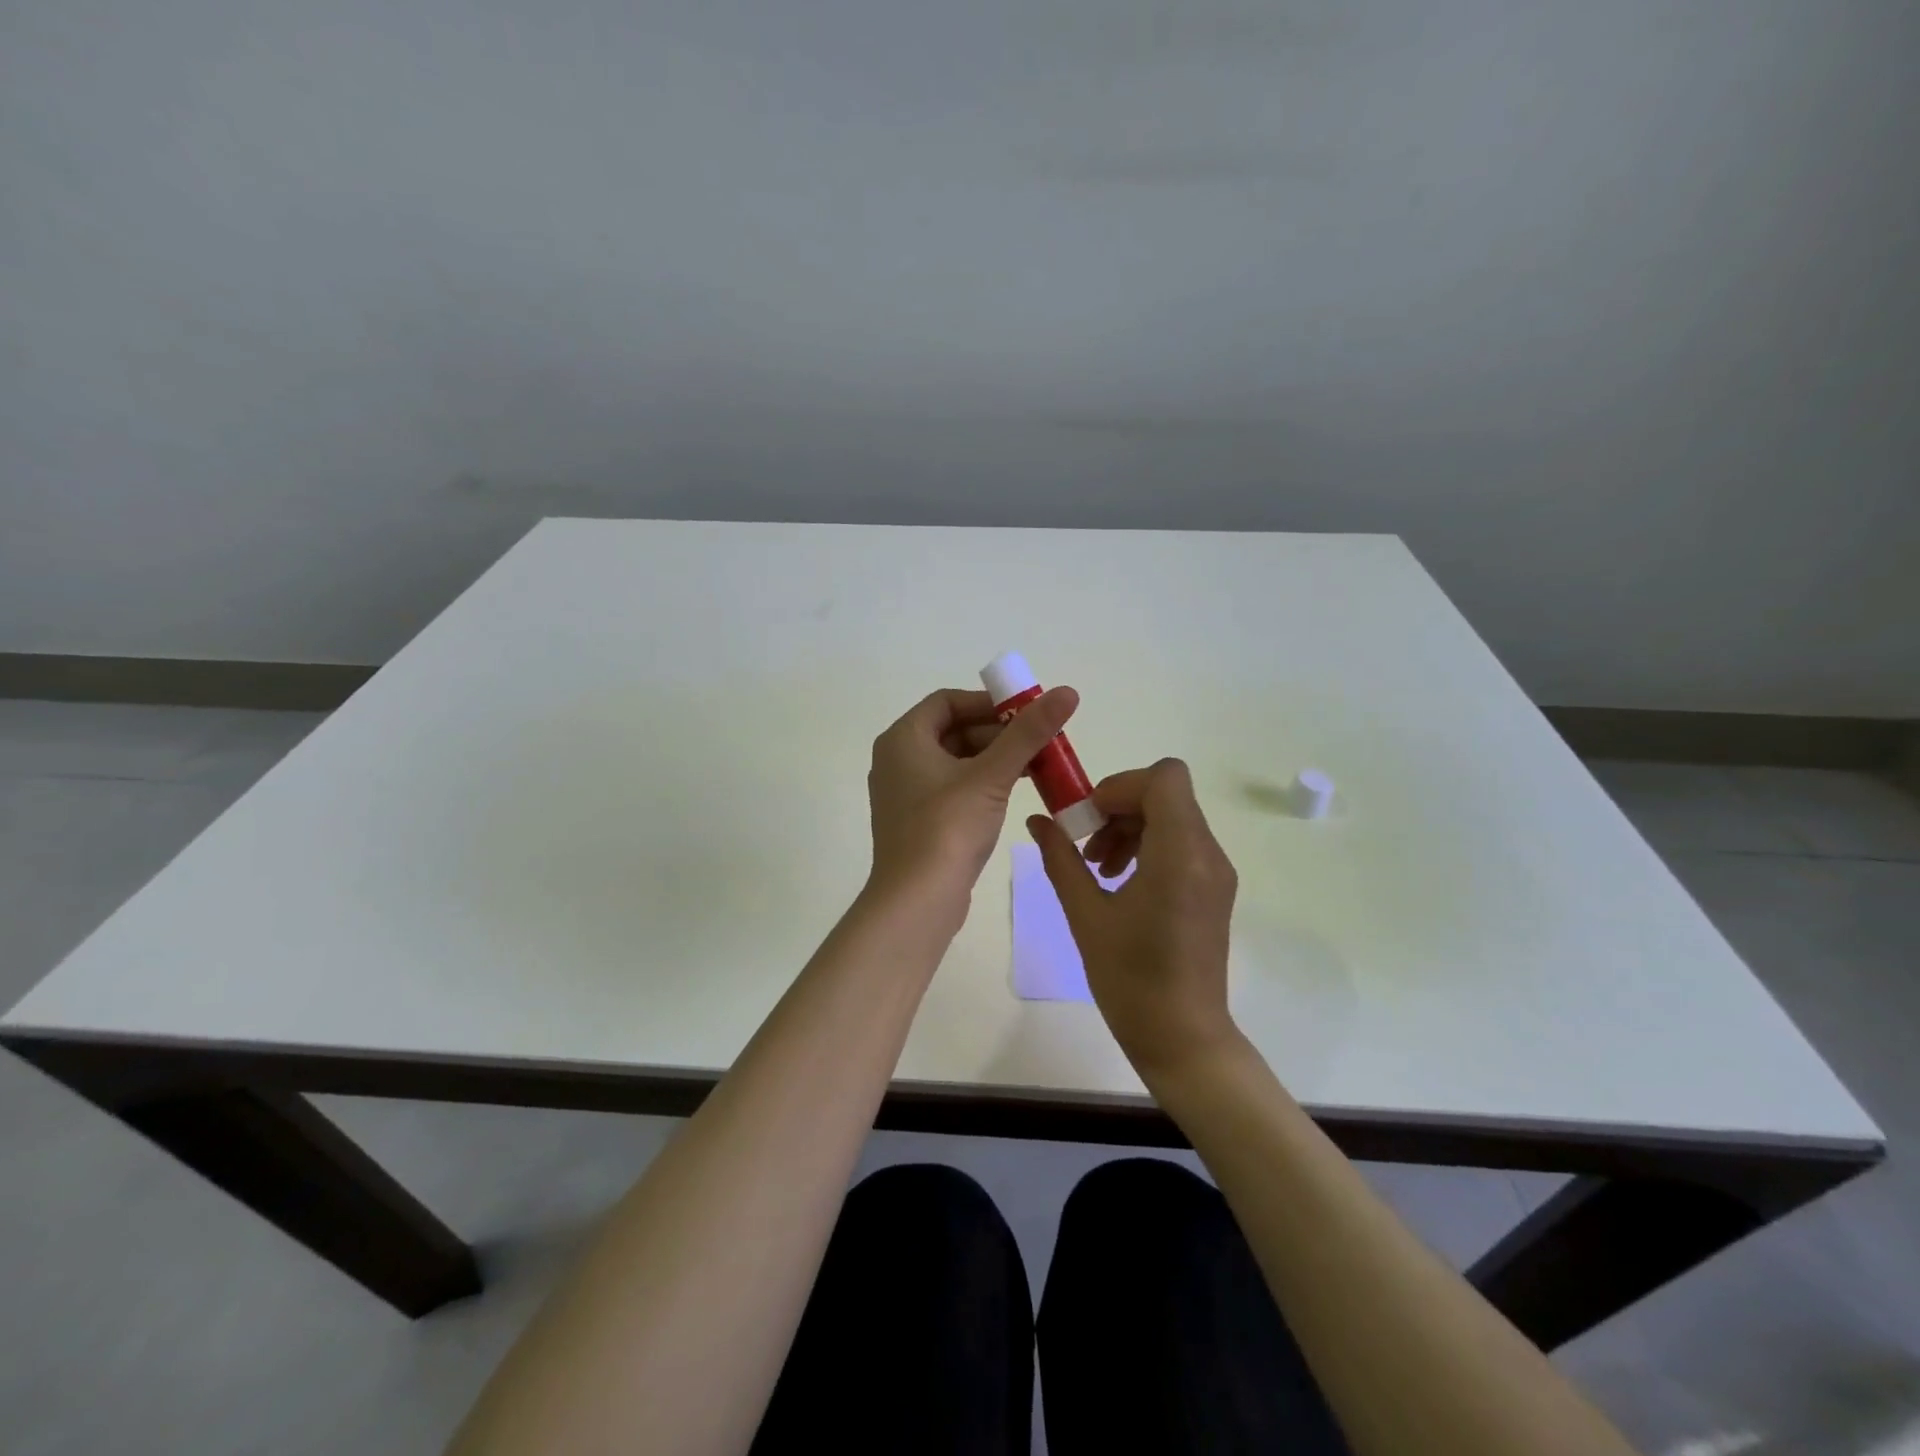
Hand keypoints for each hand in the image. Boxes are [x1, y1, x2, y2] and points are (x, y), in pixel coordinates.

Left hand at [867, 685, 1081, 914]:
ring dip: (995, 759)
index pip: (947, 701)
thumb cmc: (947, 827)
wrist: (917, 900)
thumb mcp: (992, 776)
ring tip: (1037, 767)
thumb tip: (1067, 692)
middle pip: (954, 730)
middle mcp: (898, 759)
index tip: (1026, 713)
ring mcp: (906, 792)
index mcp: (903, 738)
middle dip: (999, 734)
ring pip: (957, 760)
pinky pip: (953, 787)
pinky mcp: (918, 820)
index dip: (988, 703)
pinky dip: (983, 783)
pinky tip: (1013, 793)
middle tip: (1039, 742)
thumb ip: (1028, 733)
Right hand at [1027, 758, 1239, 1075]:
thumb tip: (1038, 821)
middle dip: (1118, 808)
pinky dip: (1147, 846)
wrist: (1182, 1038)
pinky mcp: (1214, 889)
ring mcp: (1216, 871)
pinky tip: (1119, 882)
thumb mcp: (1085, 915)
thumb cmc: (1130, 979)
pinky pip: (1180, 843)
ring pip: (1172, 816)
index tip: (1087, 819)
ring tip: (1097, 868)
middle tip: (1084, 846)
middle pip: (1165, 794)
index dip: (1120, 786)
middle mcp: (1207, 853)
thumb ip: (1061, 859)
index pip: (1163, 777)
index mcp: (1180, 854)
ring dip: (1130, 827)